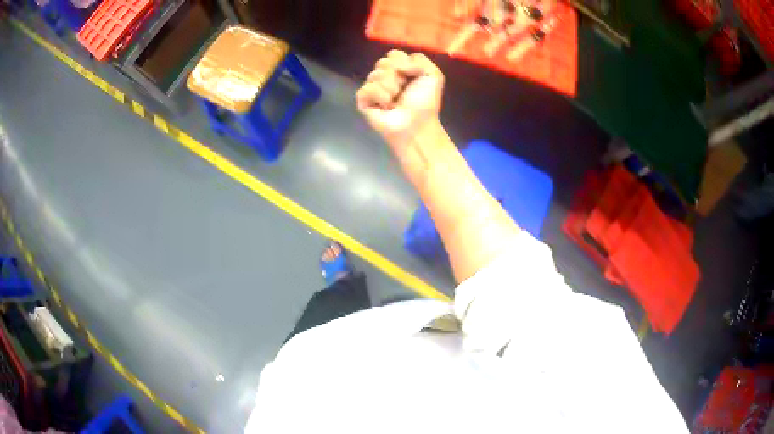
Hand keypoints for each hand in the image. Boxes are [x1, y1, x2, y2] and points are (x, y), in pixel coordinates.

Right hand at [356, 50, 444, 150]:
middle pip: (382, 62)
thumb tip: (397, 65)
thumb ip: (419, 59)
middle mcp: (385, 77)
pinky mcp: (363, 100)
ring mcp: (373, 88)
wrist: (416, 125)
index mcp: (400, 69)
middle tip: (403, 89)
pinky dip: (380, 96)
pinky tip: (386, 106)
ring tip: (396, 100)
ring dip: (390, 87)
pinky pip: (367, 88)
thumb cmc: (425, 102)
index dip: (402, 62)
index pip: (393, 54)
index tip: (412, 74)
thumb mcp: (433, 75)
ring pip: (375, 74)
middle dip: (396, 75)